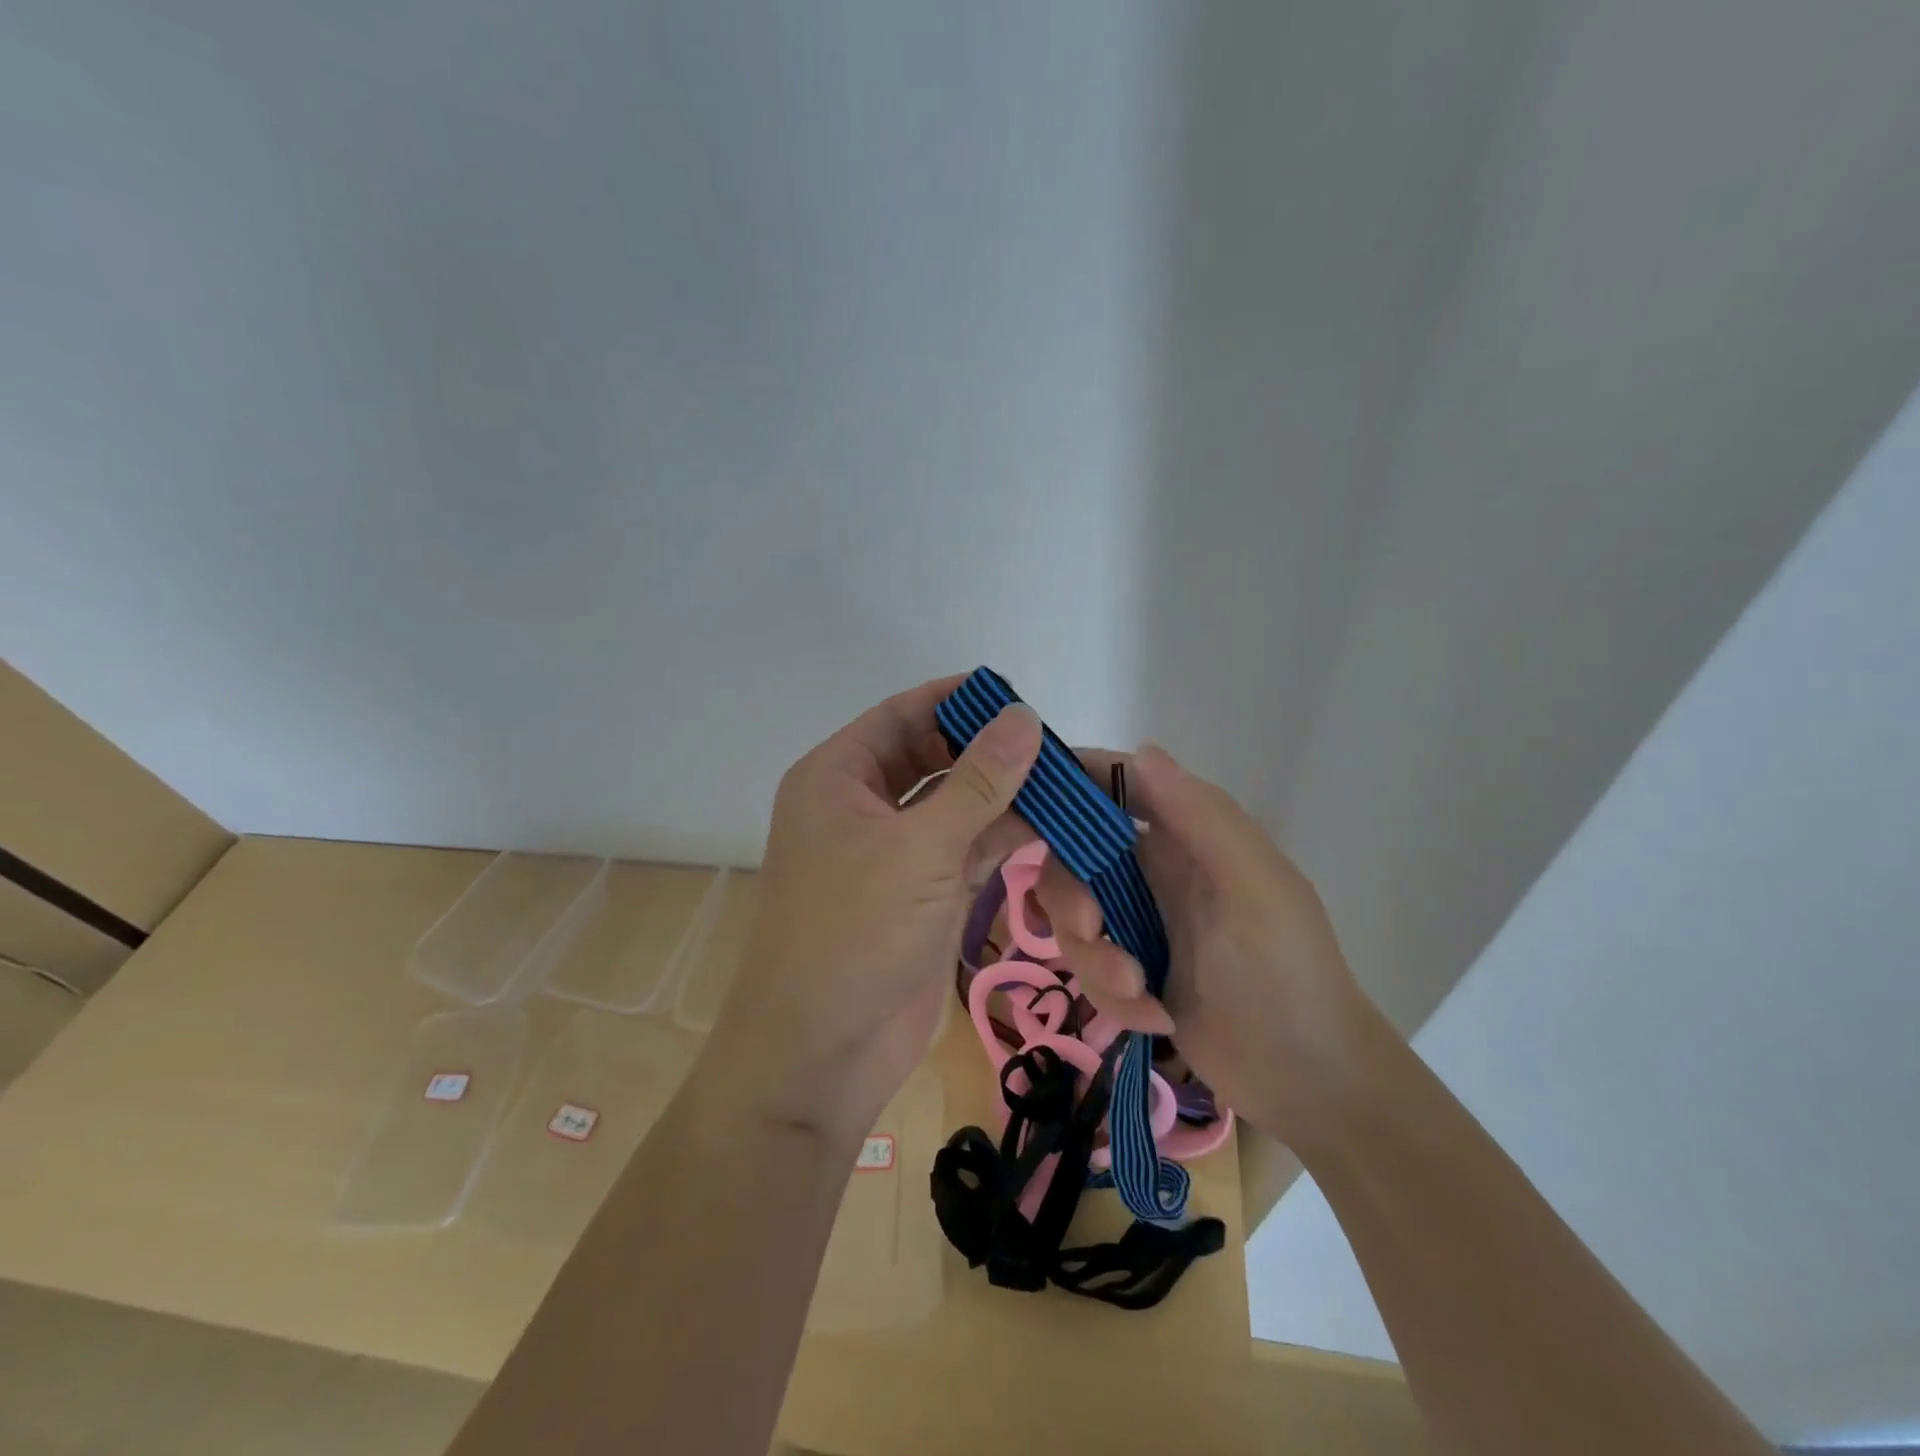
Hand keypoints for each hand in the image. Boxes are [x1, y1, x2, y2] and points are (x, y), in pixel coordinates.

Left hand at [703, 677, 1041, 1146]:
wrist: (821, 1052)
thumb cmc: (854, 930)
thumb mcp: (920, 846)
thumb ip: (979, 781)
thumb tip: (1024, 715)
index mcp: (838, 775)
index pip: (903, 714)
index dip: (957, 700)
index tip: (1017, 695)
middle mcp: (863, 805)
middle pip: (935, 758)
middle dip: (991, 752)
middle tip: (1055, 745)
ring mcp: (895, 852)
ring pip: (958, 806)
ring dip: (1007, 799)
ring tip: (1071, 784)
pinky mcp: (923, 893)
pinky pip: (969, 849)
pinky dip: (1006, 839)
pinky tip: (1054, 829)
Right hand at [1036, 746, 1380, 1148]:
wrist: (1308, 1082)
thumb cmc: (1287, 972)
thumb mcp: (1253, 888)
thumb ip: (1201, 818)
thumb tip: (1140, 750)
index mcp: (1186, 835)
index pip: (1114, 785)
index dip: (1069, 786)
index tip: (1023, 809)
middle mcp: (1153, 870)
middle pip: (1072, 858)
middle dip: (1070, 896)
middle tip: (1090, 927)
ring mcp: (1137, 922)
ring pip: (1073, 918)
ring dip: (1093, 959)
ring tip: (1138, 994)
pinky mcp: (1128, 971)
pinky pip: (1087, 968)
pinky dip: (1111, 996)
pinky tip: (1156, 1021)